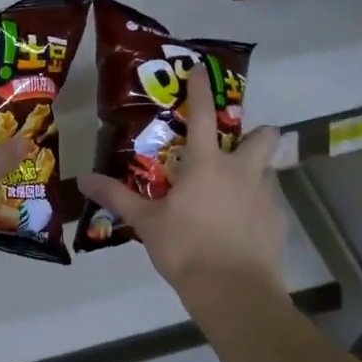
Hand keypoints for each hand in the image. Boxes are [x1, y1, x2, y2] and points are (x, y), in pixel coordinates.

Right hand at [78, 72, 285, 298]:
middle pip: (264, 136)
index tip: (200, 70)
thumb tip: (82, 179)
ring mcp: (266, 196)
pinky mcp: (279, 221)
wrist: (234, 292)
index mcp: (207, 165)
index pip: (204, 115)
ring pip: (268, 170)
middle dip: (256, 134)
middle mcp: (243, 171)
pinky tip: (241, 227)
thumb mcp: (146, 222)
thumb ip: (117, 197)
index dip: (201, 90)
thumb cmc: (185, 249)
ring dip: (254, 172)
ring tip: (233, 195)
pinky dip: (257, 206)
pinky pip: (270, 202)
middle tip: (234, 150)